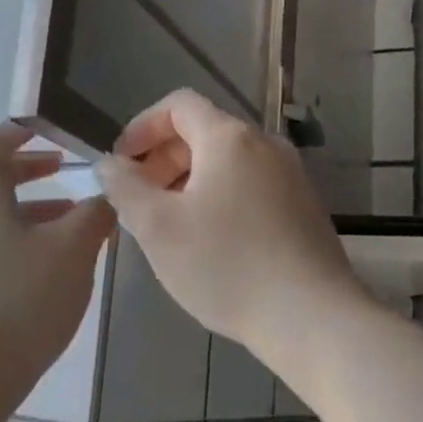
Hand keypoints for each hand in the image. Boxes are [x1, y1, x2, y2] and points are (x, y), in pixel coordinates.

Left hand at [0, 123, 115, 421]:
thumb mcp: (72, 250)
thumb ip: (95, 214)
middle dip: (31, 171)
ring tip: (74, 222)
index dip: (21, 131)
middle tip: (67, 171)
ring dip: (33, 210)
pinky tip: (54, 267)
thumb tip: (108, 194)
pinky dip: (24, 240)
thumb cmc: (22, 299)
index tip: (52, 132)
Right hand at [96, 90, 365, 366]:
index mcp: (230, 138)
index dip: (142, 127)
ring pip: (228, 162)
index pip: (178, 104)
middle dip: (163, 158)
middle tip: (139, 200)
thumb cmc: (226, 266)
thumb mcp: (158, 228)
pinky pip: (251, 186)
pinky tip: (210, 241)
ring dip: (189, 181)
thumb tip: (110, 164)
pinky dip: (220, 197)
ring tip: (169, 224)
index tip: (122, 163)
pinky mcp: (304, 207)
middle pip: (204, 132)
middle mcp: (266, 145)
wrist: (312, 317)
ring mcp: (292, 176)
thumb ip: (124, 187)